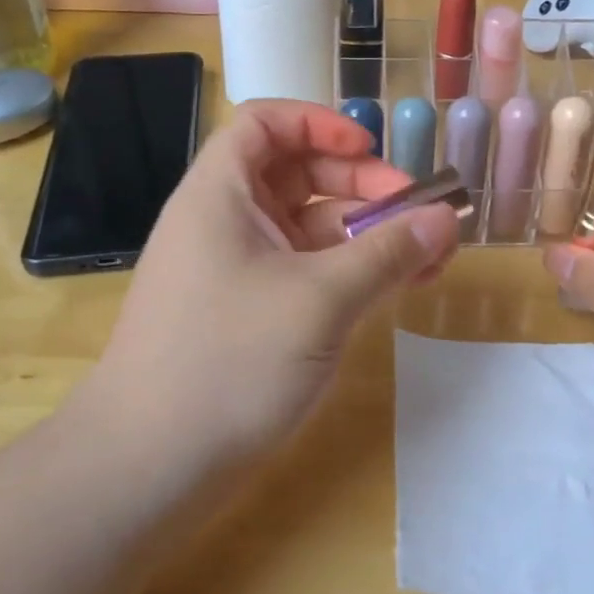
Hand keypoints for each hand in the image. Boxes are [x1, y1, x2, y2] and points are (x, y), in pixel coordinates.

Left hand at [81, 101, 460, 464]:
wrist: (146, 471)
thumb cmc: (228, 363)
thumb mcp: (320, 300)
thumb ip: (388, 253)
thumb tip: (447, 218)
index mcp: (221, 195)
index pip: (264, 124)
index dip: (319, 123)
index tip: (371, 150)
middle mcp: (226, 222)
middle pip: (296, 174)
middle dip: (360, 184)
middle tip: (416, 212)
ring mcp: (236, 271)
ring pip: (308, 228)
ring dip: (366, 233)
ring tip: (427, 257)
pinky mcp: (248, 314)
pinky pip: (305, 272)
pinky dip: (349, 272)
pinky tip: (395, 288)